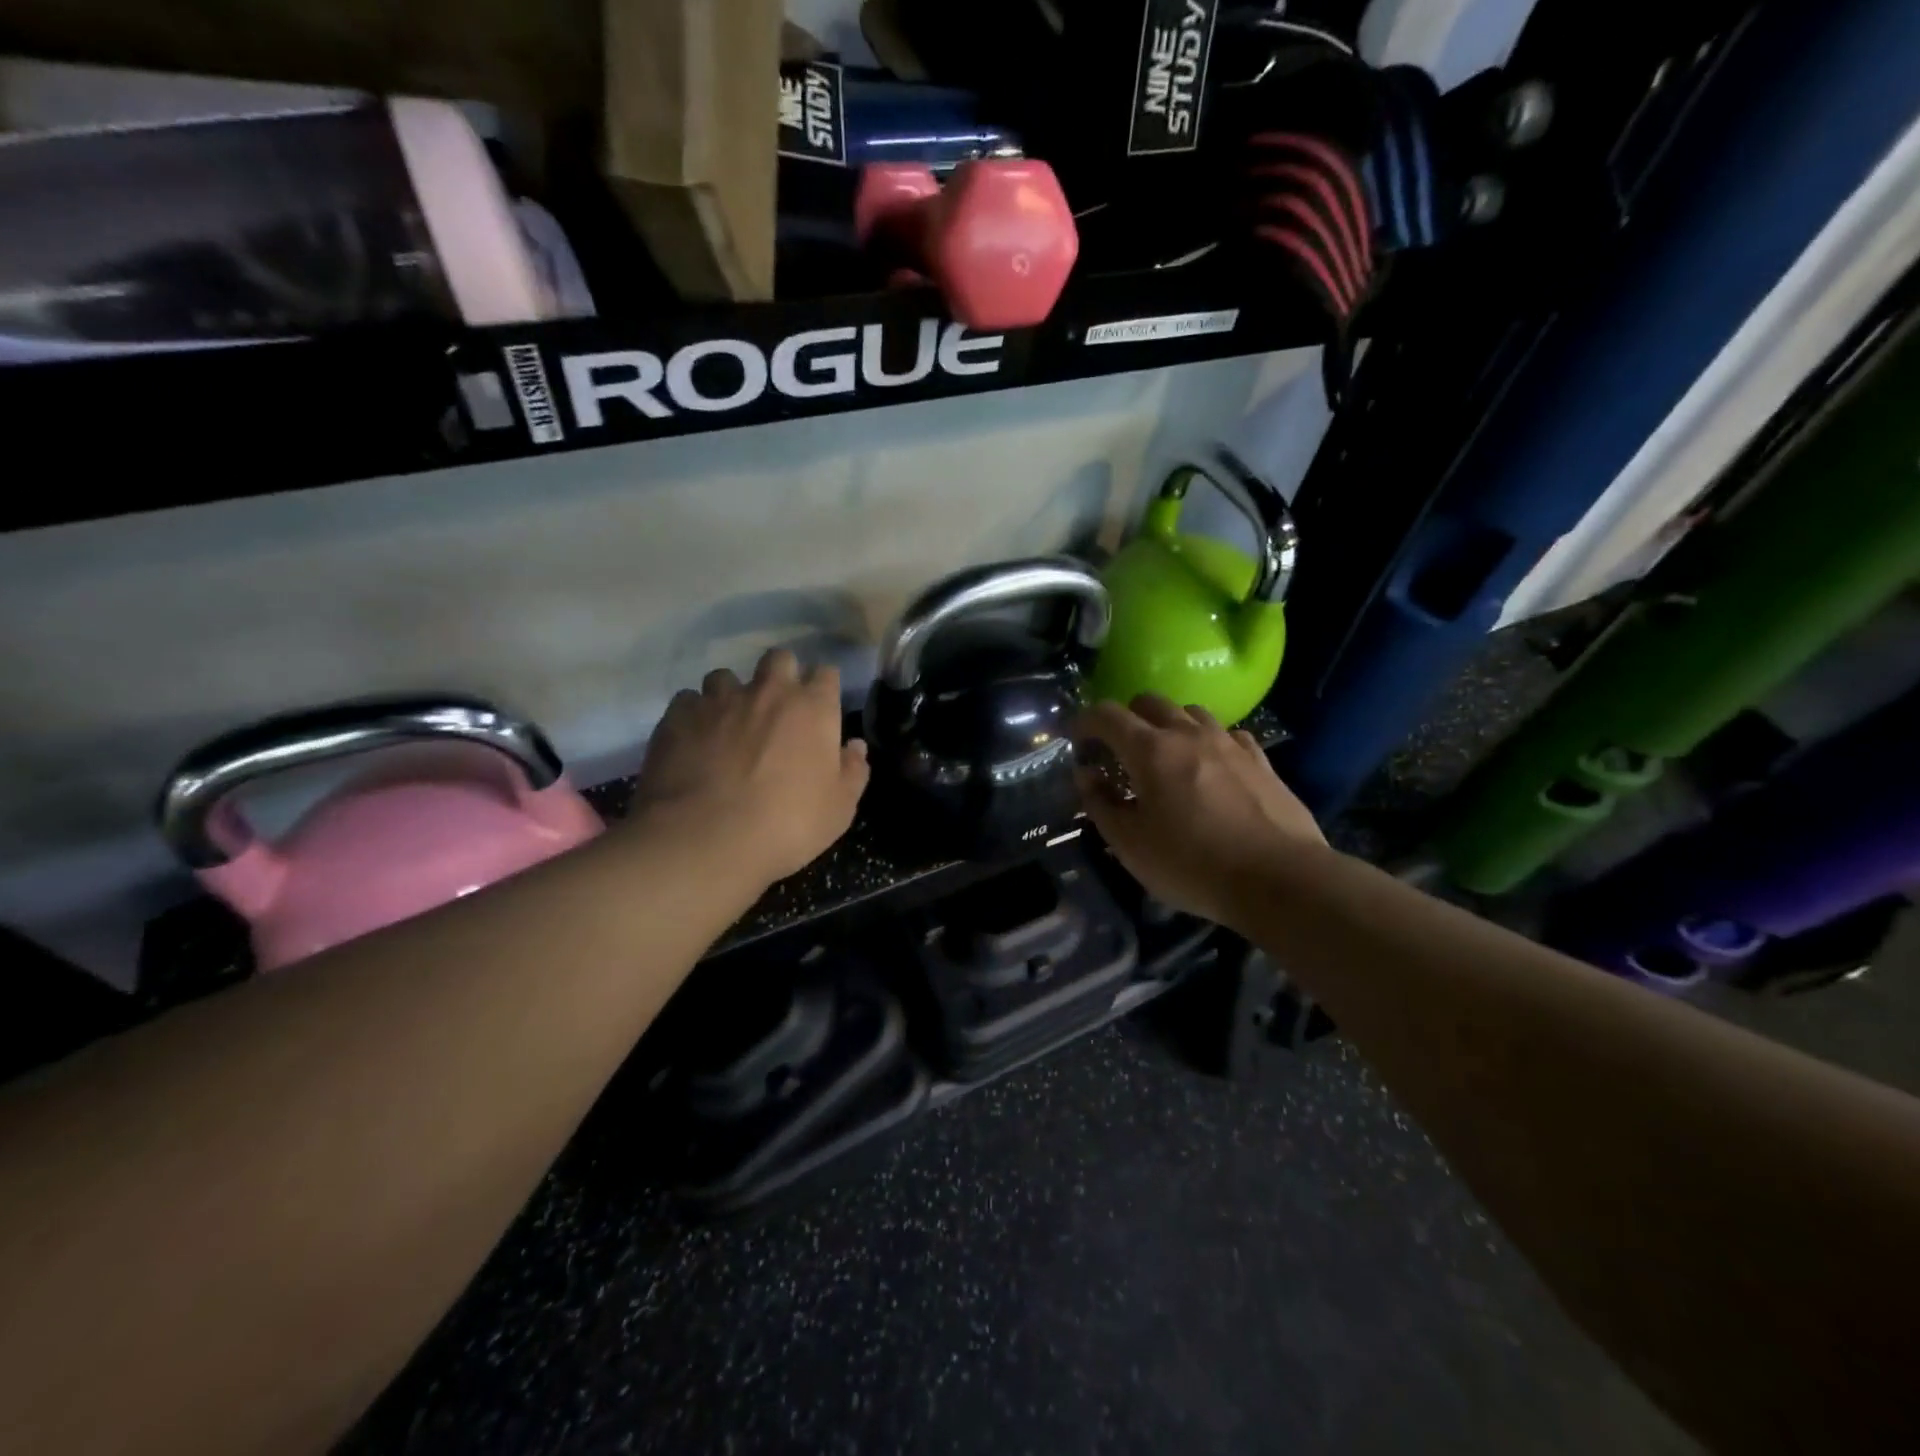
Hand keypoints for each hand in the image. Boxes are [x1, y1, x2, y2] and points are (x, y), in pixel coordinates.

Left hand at [632, 649, 868, 885]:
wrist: (706, 839)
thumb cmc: (787, 824)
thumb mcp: (839, 809)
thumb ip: (852, 771)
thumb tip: (855, 747)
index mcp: (812, 708)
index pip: (826, 674)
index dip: (823, 688)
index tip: (820, 709)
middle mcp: (767, 692)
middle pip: (778, 659)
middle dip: (781, 675)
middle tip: (777, 709)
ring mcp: (719, 700)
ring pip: (727, 676)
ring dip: (732, 695)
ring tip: (728, 724)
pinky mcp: (678, 716)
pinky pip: (688, 701)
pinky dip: (694, 716)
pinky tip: (694, 741)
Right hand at [1072, 695, 1326, 927]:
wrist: (1280, 880)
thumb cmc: (1192, 865)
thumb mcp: (1130, 845)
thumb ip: (1100, 803)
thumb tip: (1086, 774)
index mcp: (1150, 750)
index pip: (1107, 714)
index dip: (1085, 721)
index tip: (1077, 739)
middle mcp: (1188, 734)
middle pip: (1149, 702)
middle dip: (1126, 718)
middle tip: (1119, 750)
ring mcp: (1229, 743)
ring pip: (1191, 712)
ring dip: (1169, 724)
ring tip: (1167, 756)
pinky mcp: (1260, 760)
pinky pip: (1227, 734)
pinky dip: (1208, 741)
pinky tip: (1211, 767)